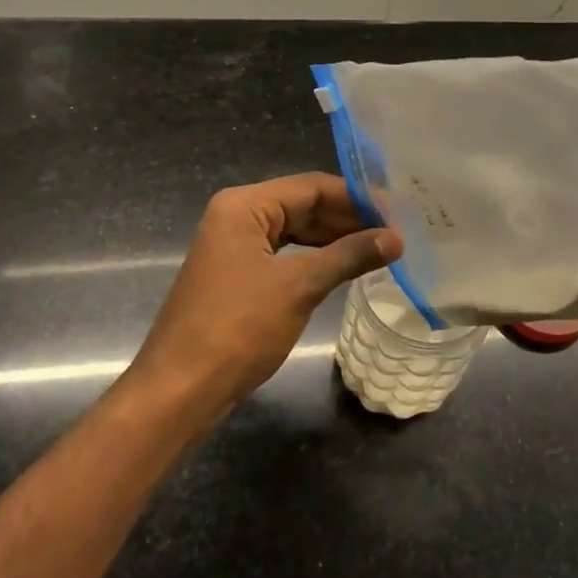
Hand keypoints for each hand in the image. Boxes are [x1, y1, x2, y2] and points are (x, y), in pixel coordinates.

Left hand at [128, 173, 402, 410]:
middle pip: (302, 205)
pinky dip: (315, 258)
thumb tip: (396, 238)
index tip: (397, 212)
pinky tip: (344, 266)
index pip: (311, 187)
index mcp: (244, 206)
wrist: (180, 390)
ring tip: (379, 247)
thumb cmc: (238, 329)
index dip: (357, 198)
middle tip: (394, 231)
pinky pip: (284, 254)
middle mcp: (236, 216)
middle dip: (348, 218)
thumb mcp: (299, 287)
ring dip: (334, 238)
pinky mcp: (237, 274)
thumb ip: (349, 256)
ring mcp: (234, 246)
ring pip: (295, 230)